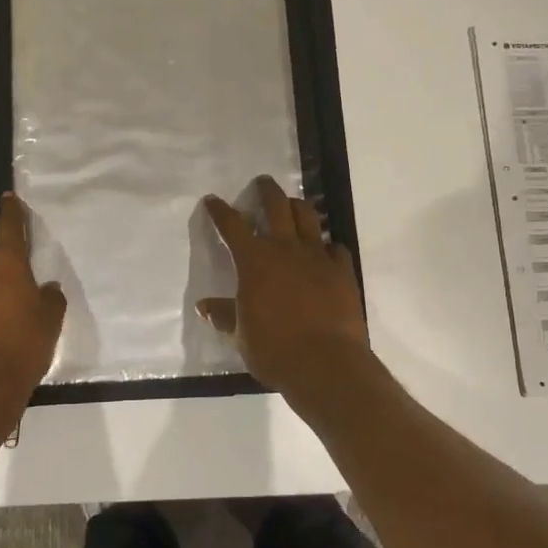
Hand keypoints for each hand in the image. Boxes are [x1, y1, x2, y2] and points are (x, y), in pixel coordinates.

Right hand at [199, 176, 370, 395]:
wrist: (325, 364)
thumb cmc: (274, 349)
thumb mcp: (241, 335)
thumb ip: (225, 315)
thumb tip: (204, 306)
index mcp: (254, 260)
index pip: (232, 225)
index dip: (220, 210)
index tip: (213, 200)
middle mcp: (285, 249)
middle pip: (277, 206)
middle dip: (267, 191)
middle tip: (262, 183)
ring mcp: (318, 257)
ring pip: (309, 217)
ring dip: (298, 207)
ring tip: (293, 205)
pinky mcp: (343, 270)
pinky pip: (336, 248)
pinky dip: (327, 245)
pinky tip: (326, 250)